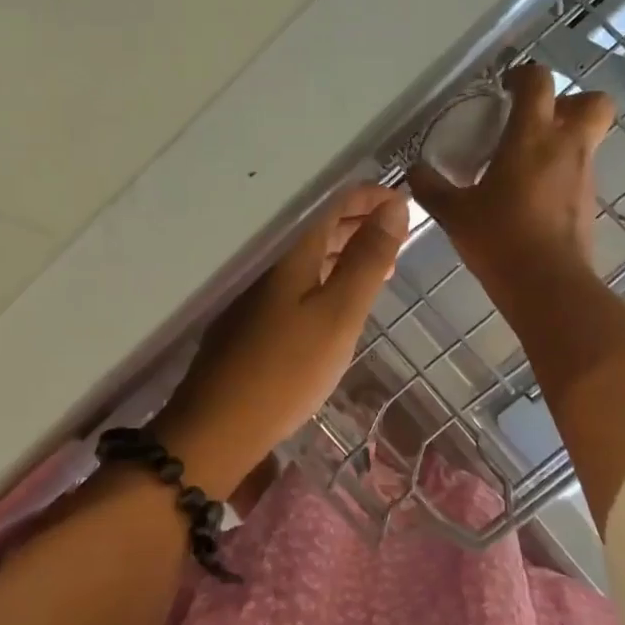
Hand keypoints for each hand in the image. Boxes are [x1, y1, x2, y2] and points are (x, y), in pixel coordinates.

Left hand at [157, 183, 408, 489]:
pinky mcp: (249, 317)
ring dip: (345, 253)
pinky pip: (295, 280)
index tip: (406, 203)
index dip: (372, 197)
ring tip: (381, 268)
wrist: (218, 426)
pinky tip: (338, 300)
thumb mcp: (339, 314)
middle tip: (399, 239)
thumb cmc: (287, 369)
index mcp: (291, 250)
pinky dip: (324, 278)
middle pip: (319, 225)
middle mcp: (269, 260)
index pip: (334, 201)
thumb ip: (367, 259)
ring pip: (307, 255)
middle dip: (361, 224)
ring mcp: (255, 289)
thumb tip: (394, 206)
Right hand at [408, 61, 614, 291]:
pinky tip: (530, 197)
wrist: (546, 285)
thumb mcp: (454, 213)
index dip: (523, 75)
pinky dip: (560, 174)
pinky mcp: (588, 203)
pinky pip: (578, 172)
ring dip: (561, 141)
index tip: (504, 89)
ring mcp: (583, 175)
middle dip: (569, 101)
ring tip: (524, 165)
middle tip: (535, 121)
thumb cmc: (498, 238)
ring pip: (586, 139)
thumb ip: (431, 188)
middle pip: (591, 102)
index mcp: (532, 136)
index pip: (538, 82)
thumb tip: (414, 171)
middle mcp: (566, 146)